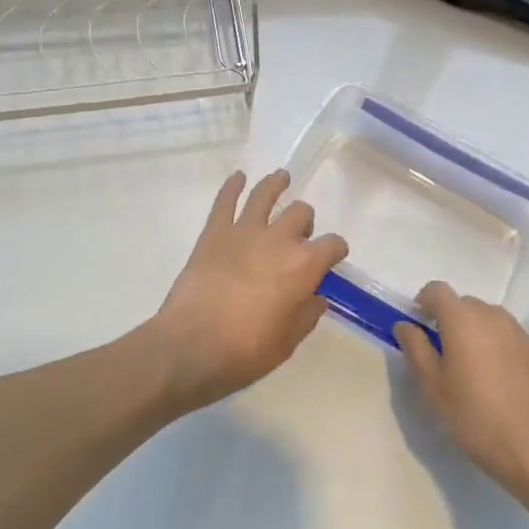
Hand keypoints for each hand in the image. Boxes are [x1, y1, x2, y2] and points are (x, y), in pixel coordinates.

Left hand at [143, 170, 349, 412]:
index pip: (332, 244)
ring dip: (276, 184)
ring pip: (265, 194)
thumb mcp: (288, 342)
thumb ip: (307, 314)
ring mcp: (244, 231)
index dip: (336, 249)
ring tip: (281, 177)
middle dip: (305, 221)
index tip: (333, 256)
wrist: (191, 347)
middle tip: (299, 235)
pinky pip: (224, 201)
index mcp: (304, 266)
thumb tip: (316, 297)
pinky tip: (237, 177)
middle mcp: (278, 239)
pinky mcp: (213, 233)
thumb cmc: (245, 351)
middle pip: (300, 213)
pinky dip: (232, 186)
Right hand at [393, 282, 528, 504]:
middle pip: (464, 304)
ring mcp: (519, 331)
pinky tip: (500, 381)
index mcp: (463, 320)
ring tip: (474, 370)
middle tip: (445, 356)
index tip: (420, 327)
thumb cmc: (475, 417)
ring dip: (475, 332)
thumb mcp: (433, 387)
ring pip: (488, 319)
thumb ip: (415, 348)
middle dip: (450, 320)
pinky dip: (498, 346)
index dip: (424, 302)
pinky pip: (509, 336)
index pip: (437, 290)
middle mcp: (492, 316)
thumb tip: (404, 324)